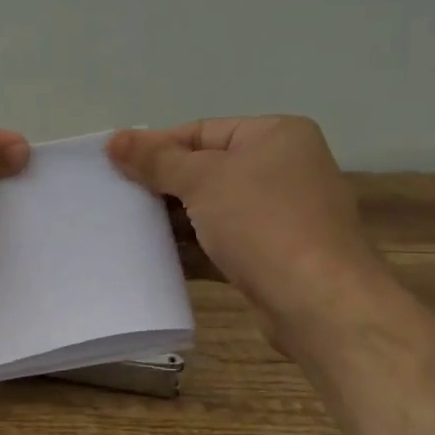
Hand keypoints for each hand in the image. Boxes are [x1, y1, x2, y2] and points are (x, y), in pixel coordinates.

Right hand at [107, 117, 375, 336]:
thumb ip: (156, 160)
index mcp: (276, 135)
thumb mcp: (203, 181)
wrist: (319, 303)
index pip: (202, 131)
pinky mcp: (274, 256)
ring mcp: (281, 215)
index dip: (157, 147)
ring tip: (128, 227)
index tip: (114, 165)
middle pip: (208, 169)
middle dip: (164, 186)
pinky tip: (156, 258)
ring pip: (214, 209)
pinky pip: (223, 242)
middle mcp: (284, 168)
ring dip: (175, 220)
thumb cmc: (262, 223)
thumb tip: (114, 139)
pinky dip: (194, 248)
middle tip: (117, 198)